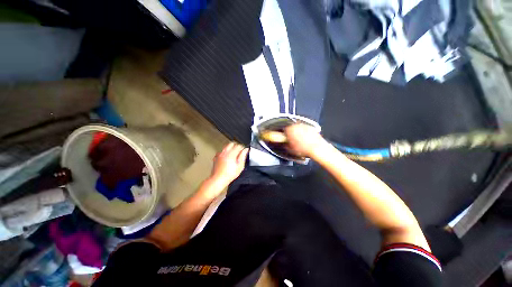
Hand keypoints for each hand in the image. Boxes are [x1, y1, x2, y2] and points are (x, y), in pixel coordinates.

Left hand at [209, 142, 248, 187]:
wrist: (218, 179)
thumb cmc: (230, 174)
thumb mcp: (240, 166)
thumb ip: (243, 156)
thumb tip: (246, 150)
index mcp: (231, 153)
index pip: (239, 145)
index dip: (243, 148)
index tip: (244, 151)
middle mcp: (225, 152)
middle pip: (232, 143)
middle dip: (236, 146)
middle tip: (239, 152)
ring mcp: (219, 154)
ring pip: (226, 146)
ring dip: (231, 148)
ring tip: (234, 155)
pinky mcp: (216, 157)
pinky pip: (221, 151)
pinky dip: (225, 152)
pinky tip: (227, 158)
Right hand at [284, 124, 325, 156]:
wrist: (317, 148)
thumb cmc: (304, 149)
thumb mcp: (291, 149)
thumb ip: (286, 145)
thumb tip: (285, 145)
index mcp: (289, 130)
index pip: (284, 130)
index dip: (285, 135)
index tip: (285, 138)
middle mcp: (296, 126)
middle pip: (291, 128)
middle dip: (291, 133)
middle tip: (292, 139)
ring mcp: (304, 126)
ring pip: (298, 128)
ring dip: (298, 132)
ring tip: (300, 140)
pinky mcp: (310, 127)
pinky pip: (305, 129)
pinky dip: (305, 133)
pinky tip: (306, 139)